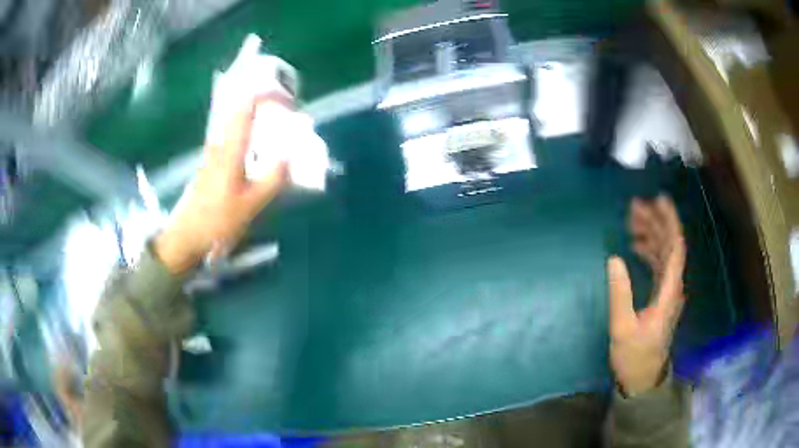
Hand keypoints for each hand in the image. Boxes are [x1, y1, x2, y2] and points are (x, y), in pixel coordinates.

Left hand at [156, 96, 288, 273]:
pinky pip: (233, 141)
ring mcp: (213, 154)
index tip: (285, 100)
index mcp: (230, 150)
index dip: (265, 97)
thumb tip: (290, 157)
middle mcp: (219, 145)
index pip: (245, 109)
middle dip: (264, 108)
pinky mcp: (210, 165)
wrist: (186, 236)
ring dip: (256, 124)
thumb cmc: (216, 221)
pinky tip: (258, 156)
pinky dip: (248, 139)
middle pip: (241, 113)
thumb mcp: (250, 204)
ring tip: (277, 135)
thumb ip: (273, 179)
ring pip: (236, 127)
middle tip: (285, 118)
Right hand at [607, 196, 685, 395]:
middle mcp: (672, 286)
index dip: (670, 222)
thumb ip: (620, 293)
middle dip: (656, 222)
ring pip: (664, 253)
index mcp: (669, 291)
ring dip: (651, 234)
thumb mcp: (623, 328)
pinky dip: (648, 250)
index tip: (659, 200)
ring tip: (632, 220)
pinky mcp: (661, 296)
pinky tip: (635, 245)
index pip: (675, 248)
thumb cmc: (634, 356)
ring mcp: (667, 291)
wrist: (642, 378)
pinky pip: (658, 264)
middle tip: (635, 206)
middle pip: (669, 245)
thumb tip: (614, 258)